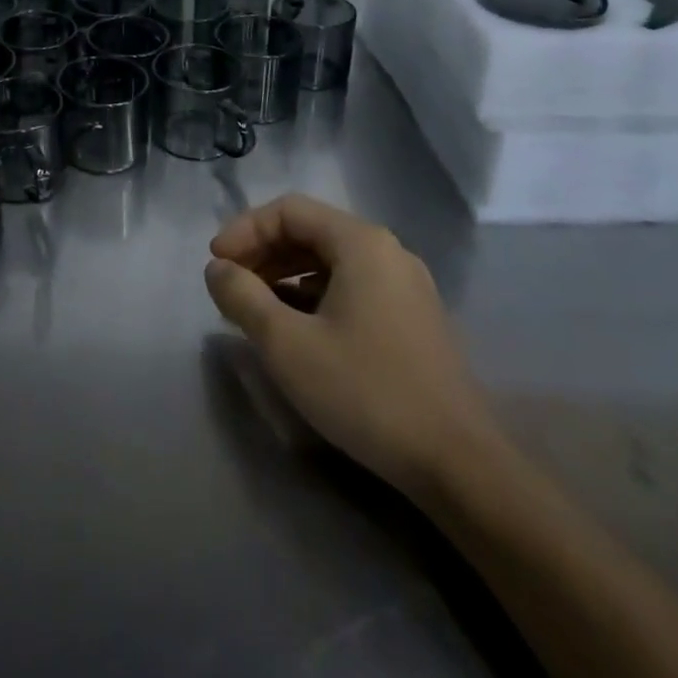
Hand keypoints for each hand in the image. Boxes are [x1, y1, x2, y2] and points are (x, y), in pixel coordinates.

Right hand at [205, 194, 497, 497]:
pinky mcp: (414, 320)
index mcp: (361, 242)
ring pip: (331, 261)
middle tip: (231, 283)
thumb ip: (243, 297)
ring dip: (286, 275)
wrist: (461, 466)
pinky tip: (297, 328)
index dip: (245, 230)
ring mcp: (406, 287)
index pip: (289, 210)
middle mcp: (388, 252)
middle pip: (311, 231)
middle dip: (263, 252)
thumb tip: (217, 269)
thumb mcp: (287, 344)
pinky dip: (314, 295)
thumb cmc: (366, 392)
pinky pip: (352, 287)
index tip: (216, 264)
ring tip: (256, 307)